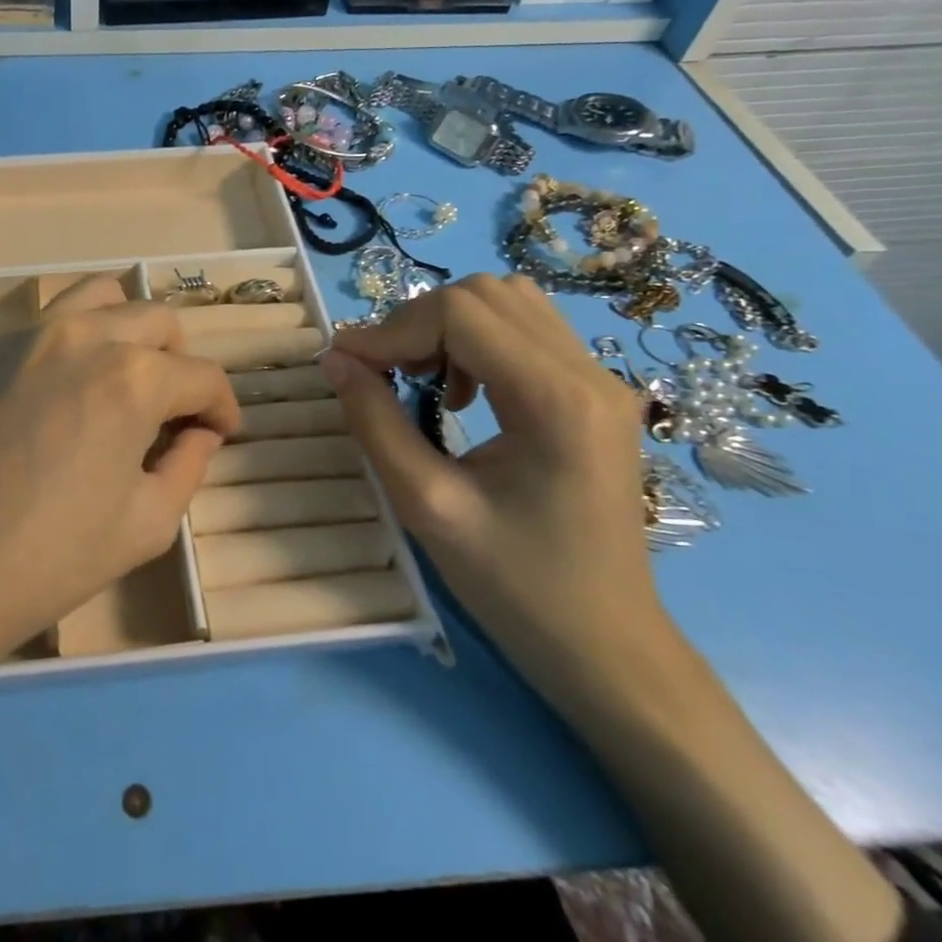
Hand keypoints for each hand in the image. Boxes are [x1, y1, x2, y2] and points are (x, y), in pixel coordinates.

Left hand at [0, 277, 238, 679]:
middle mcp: (84, 336)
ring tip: (123, 379)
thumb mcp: (145, 526)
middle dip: (179, 362)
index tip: (222, 432)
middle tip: (172, 411)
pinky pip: (47, 324)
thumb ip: (187, 467)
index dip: (223, 406)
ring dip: (127, 331)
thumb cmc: (47, 559)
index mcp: (133, 377)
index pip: (202, 375)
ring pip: (99, 299)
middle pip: (156, 320)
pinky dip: (75, 343)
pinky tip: (62, 395)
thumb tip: (199, 434)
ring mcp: (27, 336)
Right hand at [318, 274, 671, 711]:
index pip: (461, 313)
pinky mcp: (596, 395)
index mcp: (557, 400)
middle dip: (417, 323)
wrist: (605, 646)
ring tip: (419, 378)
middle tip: (382, 373)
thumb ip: (376, 422)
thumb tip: (335, 360)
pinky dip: (476, 342)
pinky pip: (527, 331)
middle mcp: (590, 374)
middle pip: (485, 295)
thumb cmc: (515, 587)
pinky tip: (459, 392)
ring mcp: (601, 381)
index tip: (346, 364)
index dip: (391, 328)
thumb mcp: (427, 506)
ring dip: (447, 327)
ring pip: (507, 303)